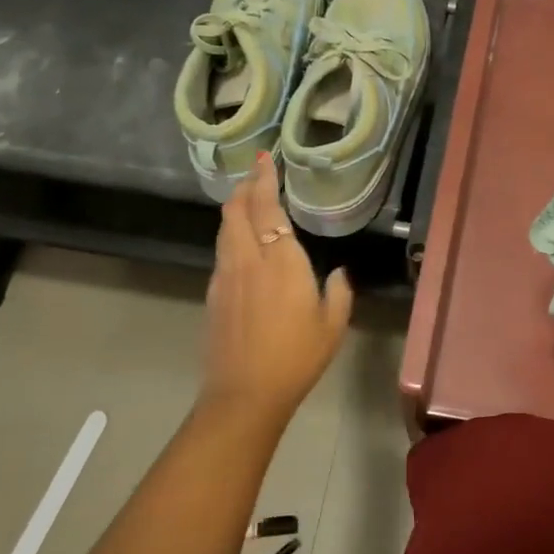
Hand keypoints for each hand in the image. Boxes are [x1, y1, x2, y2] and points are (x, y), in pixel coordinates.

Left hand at [202, 153, 352, 422]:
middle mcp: (248, 260)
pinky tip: (242, 241)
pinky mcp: (214, 293)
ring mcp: (226, 276)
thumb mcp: (333, 325)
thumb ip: (338, 291)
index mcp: (281, 262)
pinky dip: (231, 233)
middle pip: (236, 211)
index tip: (265, 160)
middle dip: (245, 187)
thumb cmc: (296, 357)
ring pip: (225, 230)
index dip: (265, 181)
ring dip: (235, 208)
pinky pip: (222, 250)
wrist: (244, 394)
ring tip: (248, 199)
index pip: (268, 209)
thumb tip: (338, 272)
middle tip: (256, 172)